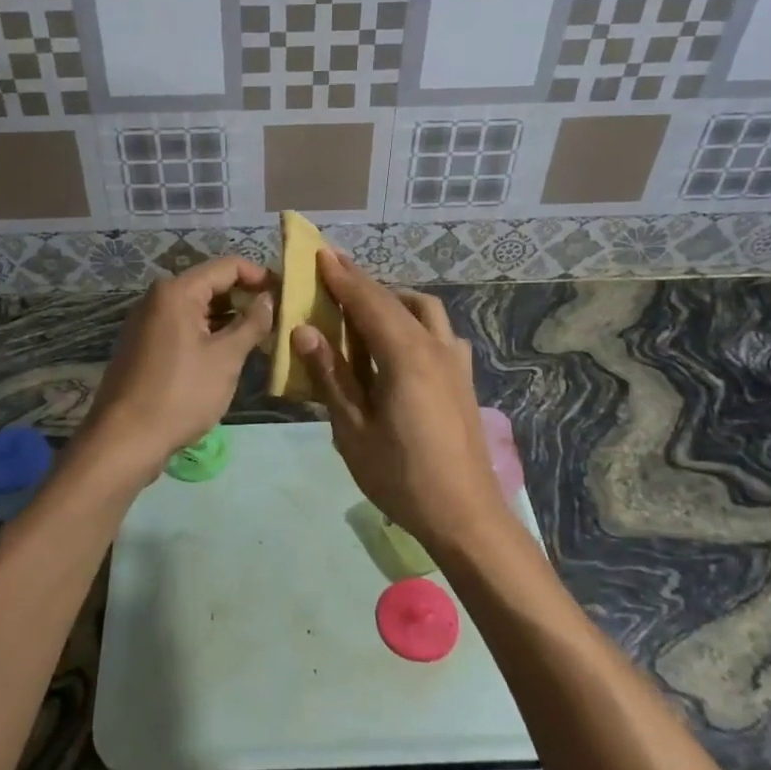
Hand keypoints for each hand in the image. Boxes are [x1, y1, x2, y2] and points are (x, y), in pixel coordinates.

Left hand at [78, 257, 273, 489]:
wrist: (124, 440)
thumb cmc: (180, 394)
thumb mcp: (225, 359)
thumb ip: (252, 324)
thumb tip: (269, 300)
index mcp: (177, 291)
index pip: (228, 266)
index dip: (259, 275)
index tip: (286, 293)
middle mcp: (158, 298)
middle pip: (211, 284)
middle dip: (245, 298)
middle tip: (277, 317)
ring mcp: (147, 321)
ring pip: (198, 308)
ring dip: (228, 318)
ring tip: (260, 337)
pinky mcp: (144, 345)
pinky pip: (183, 326)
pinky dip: (208, 333)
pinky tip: (229, 353)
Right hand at [291, 250, 507, 552]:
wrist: (465, 515)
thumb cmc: (401, 476)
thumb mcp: (353, 430)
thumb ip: (331, 376)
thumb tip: (305, 330)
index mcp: (405, 356)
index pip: (369, 302)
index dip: (342, 277)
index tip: (320, 254)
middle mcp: (435, 347)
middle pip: (396, 300)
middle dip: (363, 282)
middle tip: (333, 272)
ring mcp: (455, 362)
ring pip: (425, 310)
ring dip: (393, 298)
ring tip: (365, 307)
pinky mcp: (464, 379)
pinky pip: (441, 333)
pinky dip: (416, 322)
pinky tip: (402, 344)